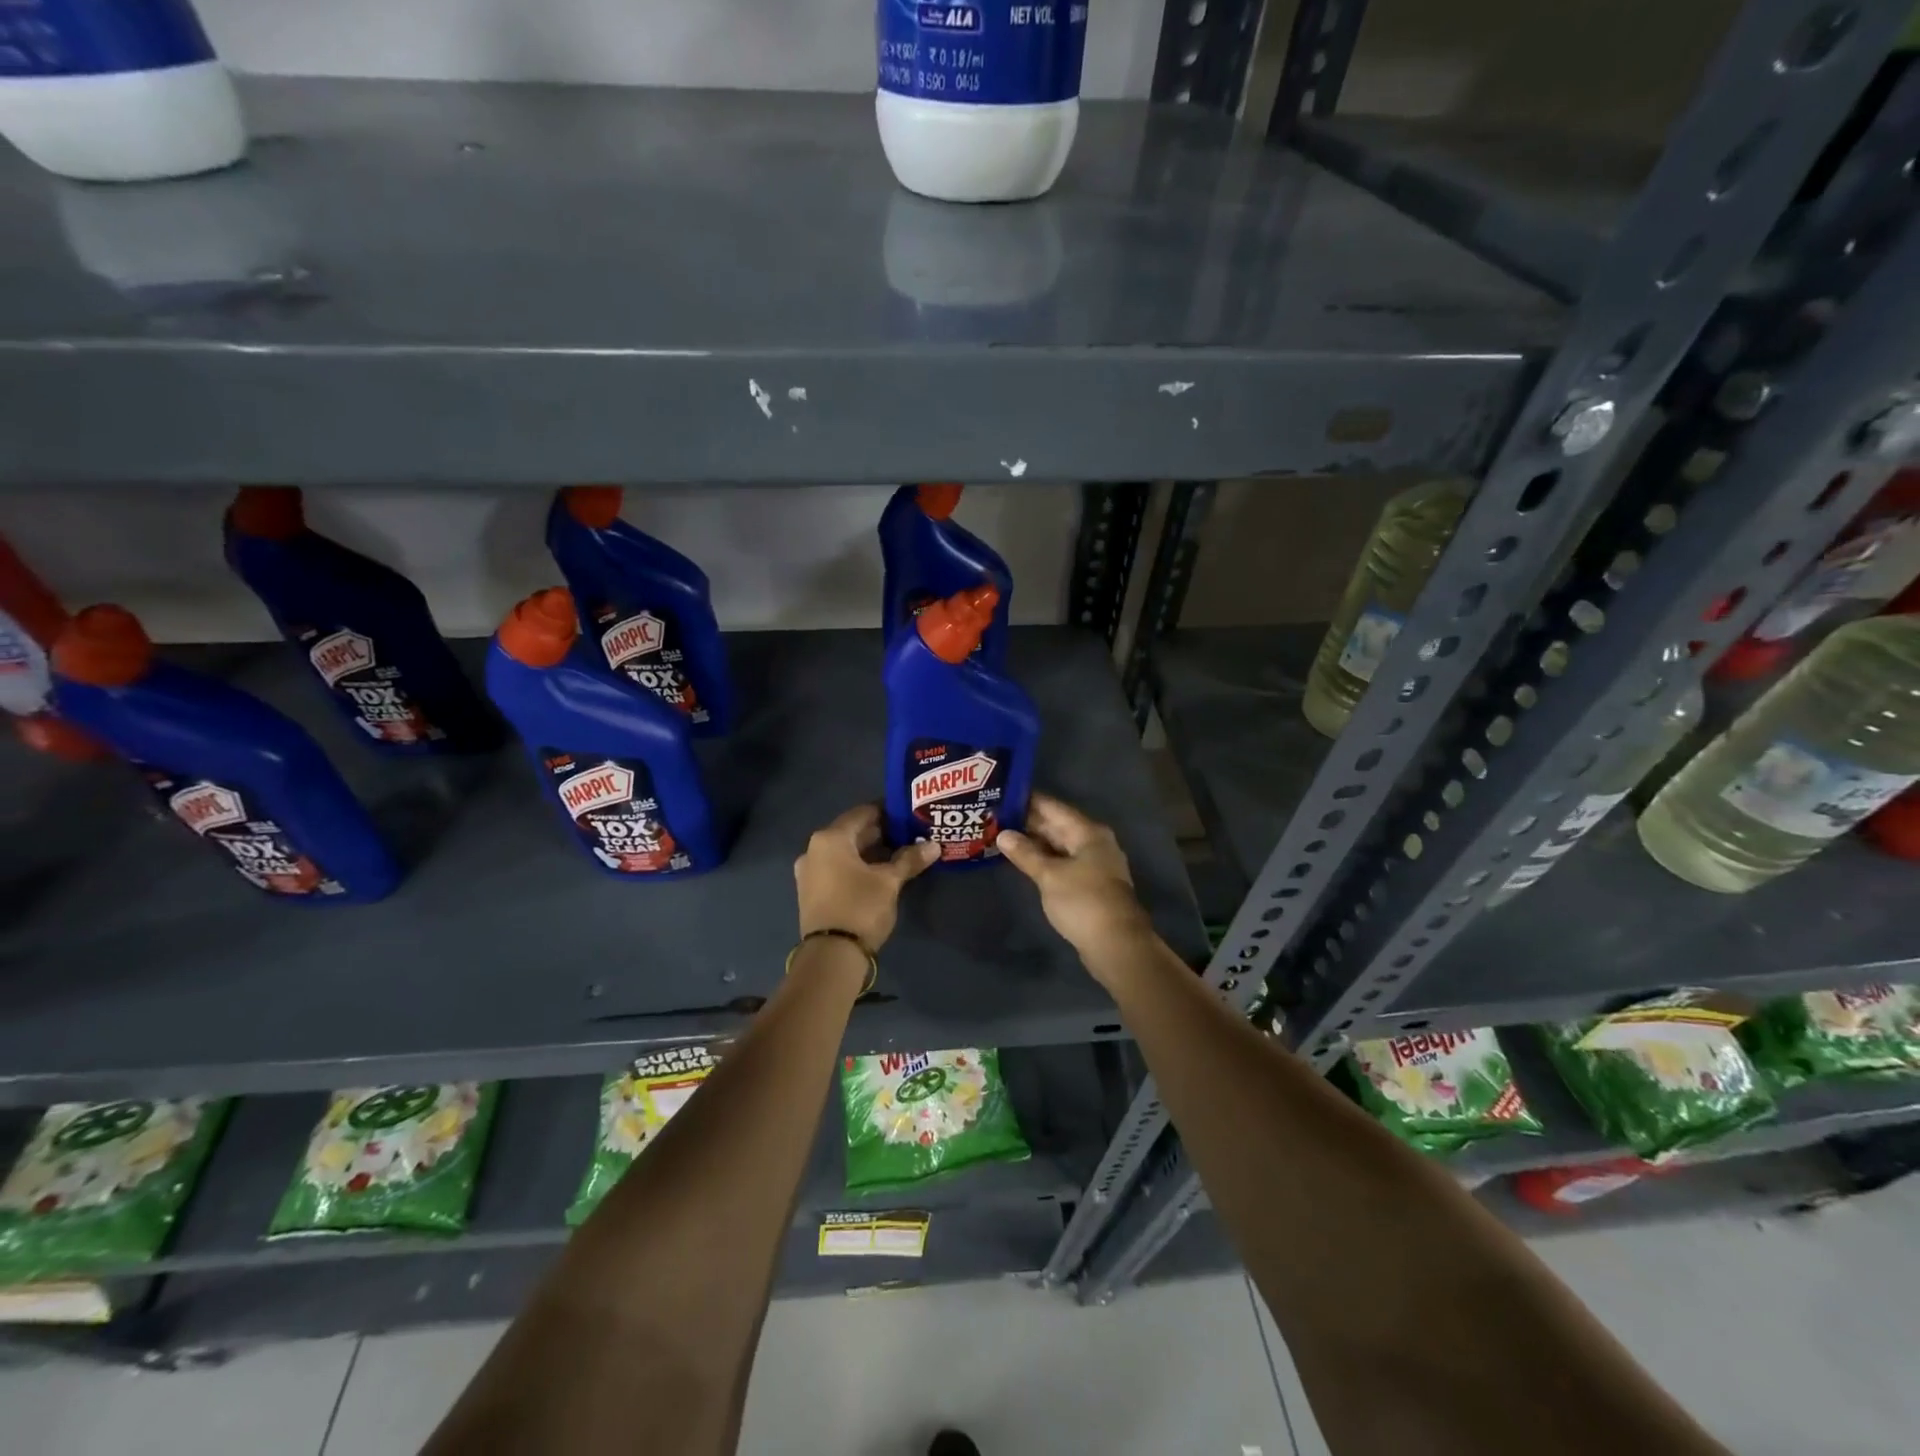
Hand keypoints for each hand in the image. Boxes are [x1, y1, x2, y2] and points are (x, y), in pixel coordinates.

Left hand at [794, 803, 938, 949]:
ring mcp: (810, 872)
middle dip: (881, 834)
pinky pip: (838, 869)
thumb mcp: (889, 881)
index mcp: (830, 838)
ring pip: (845, 853)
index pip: (863, 813)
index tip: (909, 816)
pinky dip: (857, 867)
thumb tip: (934, 845)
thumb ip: (910, 859)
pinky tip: (880, 874)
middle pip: (852, 833)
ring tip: (900, 855)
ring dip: (870, 852)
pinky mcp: (812, 892)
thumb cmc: (860, 907)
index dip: (887, 812)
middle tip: (910, 835)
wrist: (831, 955)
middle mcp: (814, 849)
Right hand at [997, 793, 1152, 964]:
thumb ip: (1025, 853)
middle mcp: (1093, 842)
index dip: (1027, 800)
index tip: (1001, 795)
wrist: (1116, 944)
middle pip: (1056, 825)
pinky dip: (1043, 859)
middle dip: (1027, 821)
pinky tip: (1022, 861)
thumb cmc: (1083, 902)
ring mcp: (1093, 864)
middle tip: (994, 816)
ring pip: (1058, 845)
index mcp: (1087, 832)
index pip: (1052, 807)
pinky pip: (1062, 862)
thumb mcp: (1049, 875)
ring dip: (1033, 842)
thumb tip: (1003, 834)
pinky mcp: (1089, 884)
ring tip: (1001, 836)